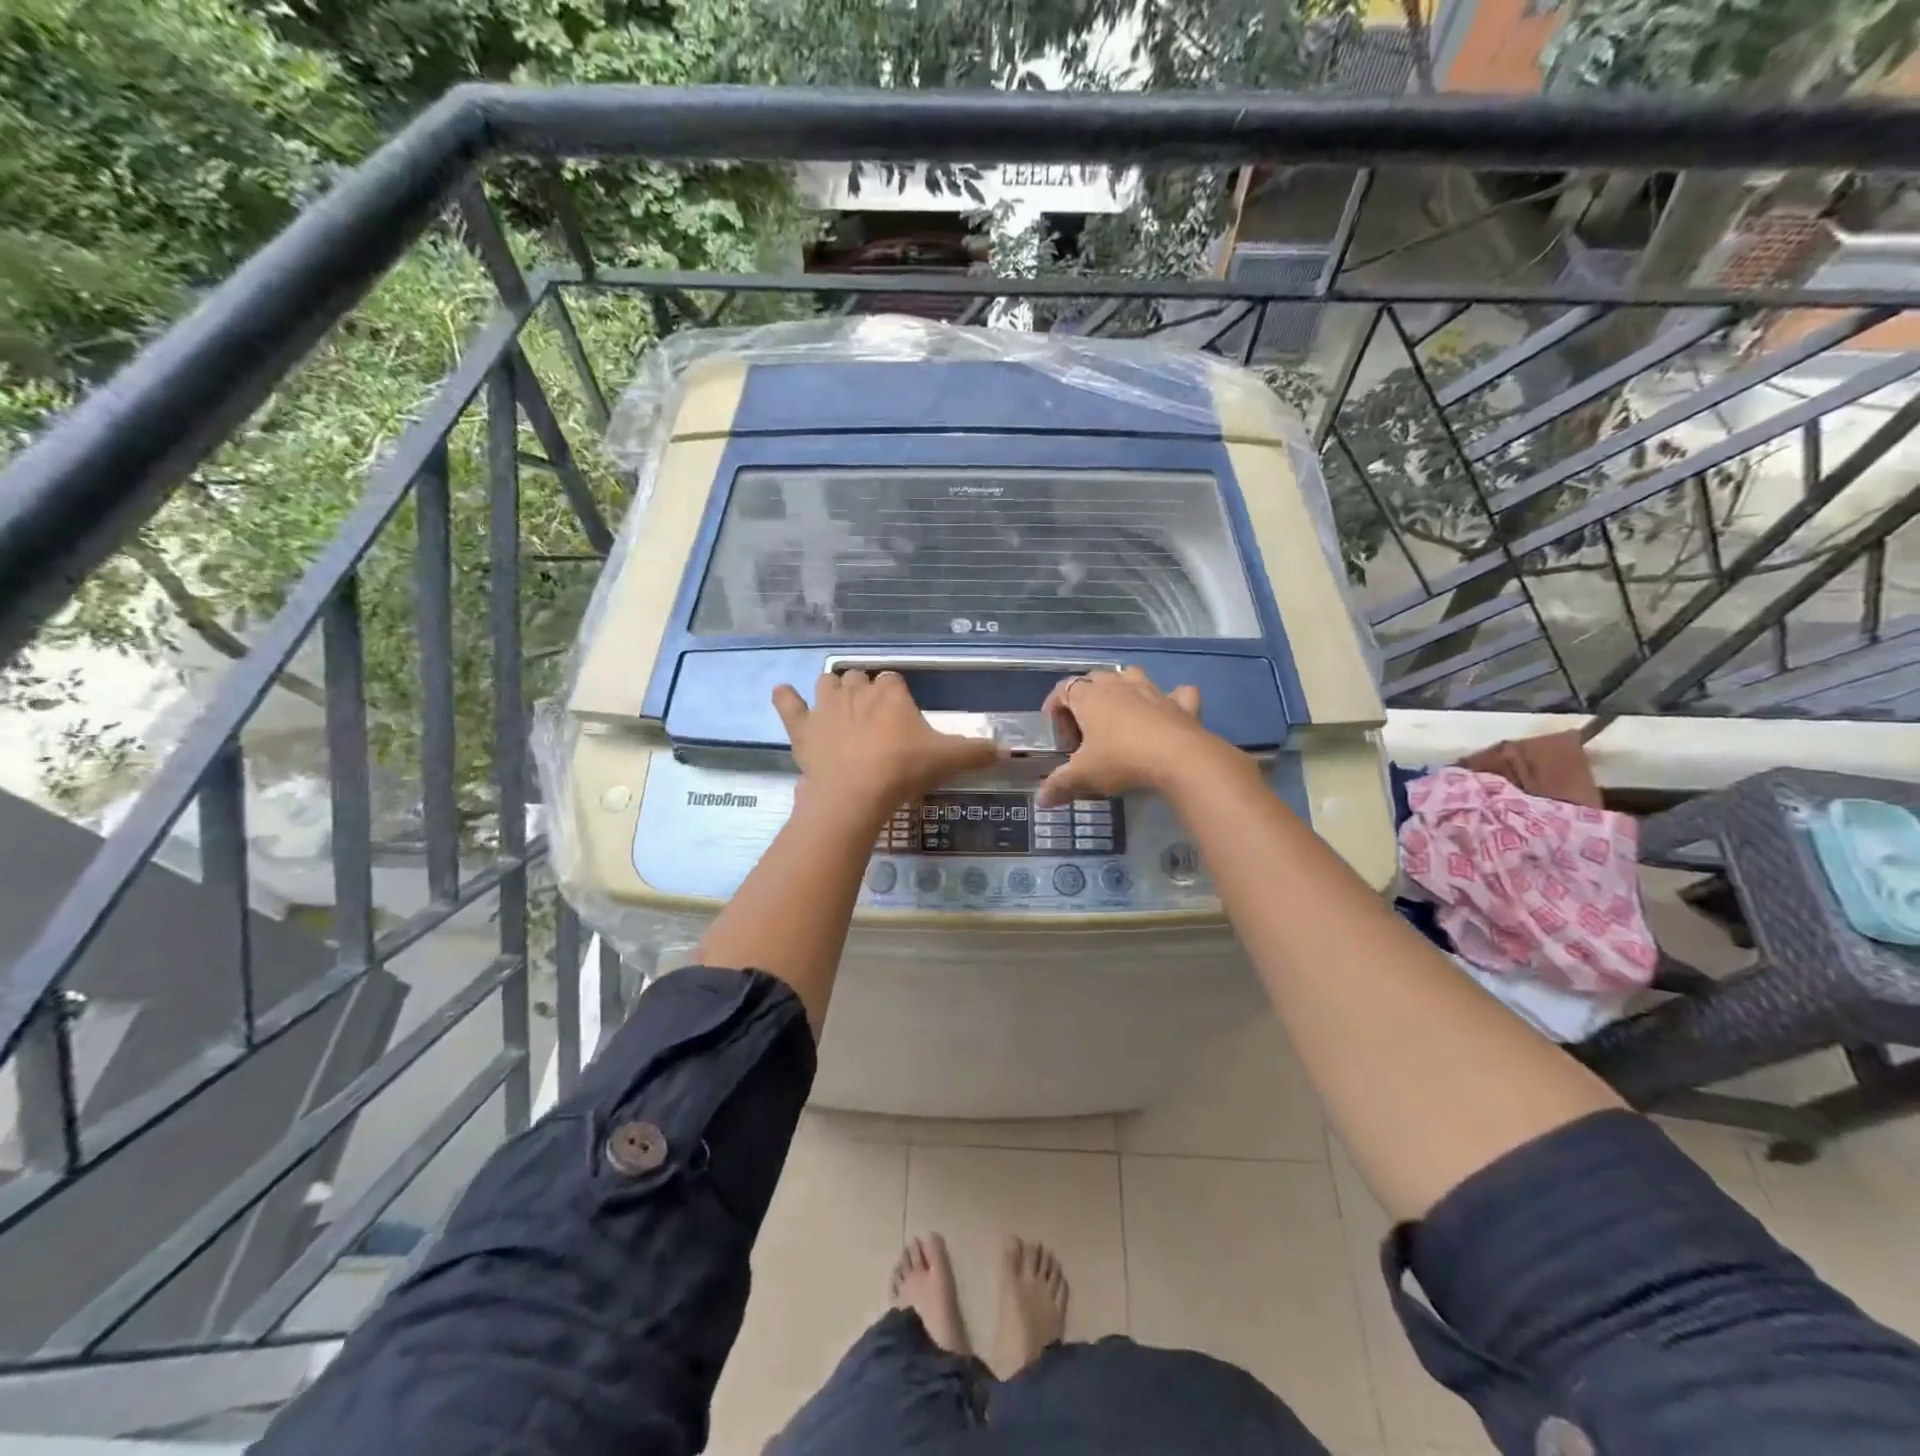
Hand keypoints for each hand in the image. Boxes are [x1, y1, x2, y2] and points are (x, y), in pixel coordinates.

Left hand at [773, 671, 1001, 820]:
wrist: (856, 793)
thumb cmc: (903, 770)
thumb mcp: (948, 760)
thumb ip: (977, 752)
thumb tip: (1008, 751)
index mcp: (891, 694)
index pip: (893, 682)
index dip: (896, 696)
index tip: (901, 716)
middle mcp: (857, 691)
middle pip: (860, 678)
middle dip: (865, 691)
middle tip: (873, 717)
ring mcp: (826, 707)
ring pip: (828, 683)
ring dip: (833, 690)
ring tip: (840, 706)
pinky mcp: (802, 727)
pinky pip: (789, 704)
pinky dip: (785, 698)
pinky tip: (783, 693)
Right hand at [1036, 667, 1218, 806]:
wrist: (1179, 758)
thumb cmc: (1121, 760)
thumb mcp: (1084, 776)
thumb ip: (1059, 784)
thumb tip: (1040, 800)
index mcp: (1089, 697)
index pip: (1062, 689)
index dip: (1055, 709)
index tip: (1058, 736)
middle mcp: (1118, 685)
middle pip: (1094, 678)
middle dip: (1085, 698)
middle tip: (1085, 730)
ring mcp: (1152, 690)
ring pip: (1131, 675)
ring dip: (1123, 688)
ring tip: (1120, 714)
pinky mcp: (1180, 704)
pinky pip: (1176, 693)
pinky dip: (1172, 699)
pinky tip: (1169, 711)